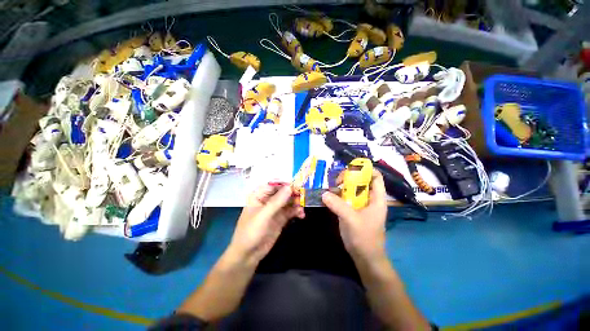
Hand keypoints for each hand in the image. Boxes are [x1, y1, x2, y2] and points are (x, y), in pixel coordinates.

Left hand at [228, 184, 304, 264]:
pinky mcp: (281, 218)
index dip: (285, 184)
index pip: (274, 184)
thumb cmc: (250, 232)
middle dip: (293, 194)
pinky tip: (301, 215)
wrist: (248, 255)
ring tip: (302, 208)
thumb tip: (289, 187)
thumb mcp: (263, 216)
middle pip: (283, 192)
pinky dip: (297, 211)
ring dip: (297, 203)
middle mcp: (268, 200)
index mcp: (259, 195)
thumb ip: (277, 201)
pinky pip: (291, 211)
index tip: (297, 185)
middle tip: (303, 197)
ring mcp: (275, 209)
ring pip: (289, 201)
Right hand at [322, 169, 387, 259]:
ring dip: (342, 187)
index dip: (366, 170)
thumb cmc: (364, 238)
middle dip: (349, 178)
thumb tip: (324, 193)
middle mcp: (369, 199)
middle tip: (337, 182)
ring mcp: (360, 204)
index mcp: (376, 198)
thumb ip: (338, 205)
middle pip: (361, 181)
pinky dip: (338, 195)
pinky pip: (345, 198)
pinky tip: (329, 196)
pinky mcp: (352, 210)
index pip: (376, 177)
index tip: (351, 169)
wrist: (365, 257)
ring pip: (352, 189)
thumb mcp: (351, 220)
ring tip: (332, 188)